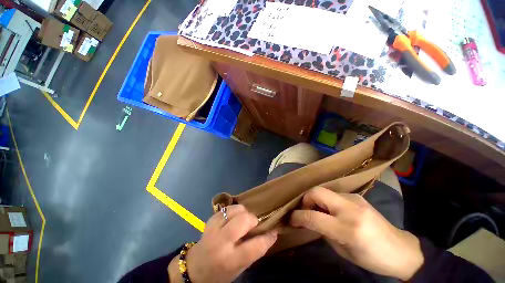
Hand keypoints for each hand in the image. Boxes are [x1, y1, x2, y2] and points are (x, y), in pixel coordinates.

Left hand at [168, 205, 277, 282]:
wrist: (195, 268)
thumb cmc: (220, 272)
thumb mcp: (240, 268)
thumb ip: (255, 250)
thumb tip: (271, 233)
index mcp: (231, 260)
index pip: (256, 245)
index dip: (268, 237)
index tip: (274, 232)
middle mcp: (221, 242)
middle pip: (244, 220)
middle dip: (253, 220)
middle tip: (253, 225)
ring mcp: (214, 228)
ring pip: (236, 210)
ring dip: (243, 213)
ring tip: (242, 220)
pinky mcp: (210, 219)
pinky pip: (227, 208)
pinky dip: (234, 211)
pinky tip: (233, 218)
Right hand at [290, 187, 423, 280]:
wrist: (401, 250)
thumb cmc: (371, 258)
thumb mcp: (342, 251)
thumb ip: (323, 232)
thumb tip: (308, 220)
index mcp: (347, 229)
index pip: (313, 217)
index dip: (297, 217)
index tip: (291, 219)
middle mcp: (350, 209)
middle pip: (316, 192)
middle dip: (305, 200)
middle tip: (304, 211)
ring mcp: (354, 199)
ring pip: (323, 190)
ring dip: (315, 199)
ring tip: (316, 210)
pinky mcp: (357, 196)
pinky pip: (333, 194)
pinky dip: (325, 200)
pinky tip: (330, 209)